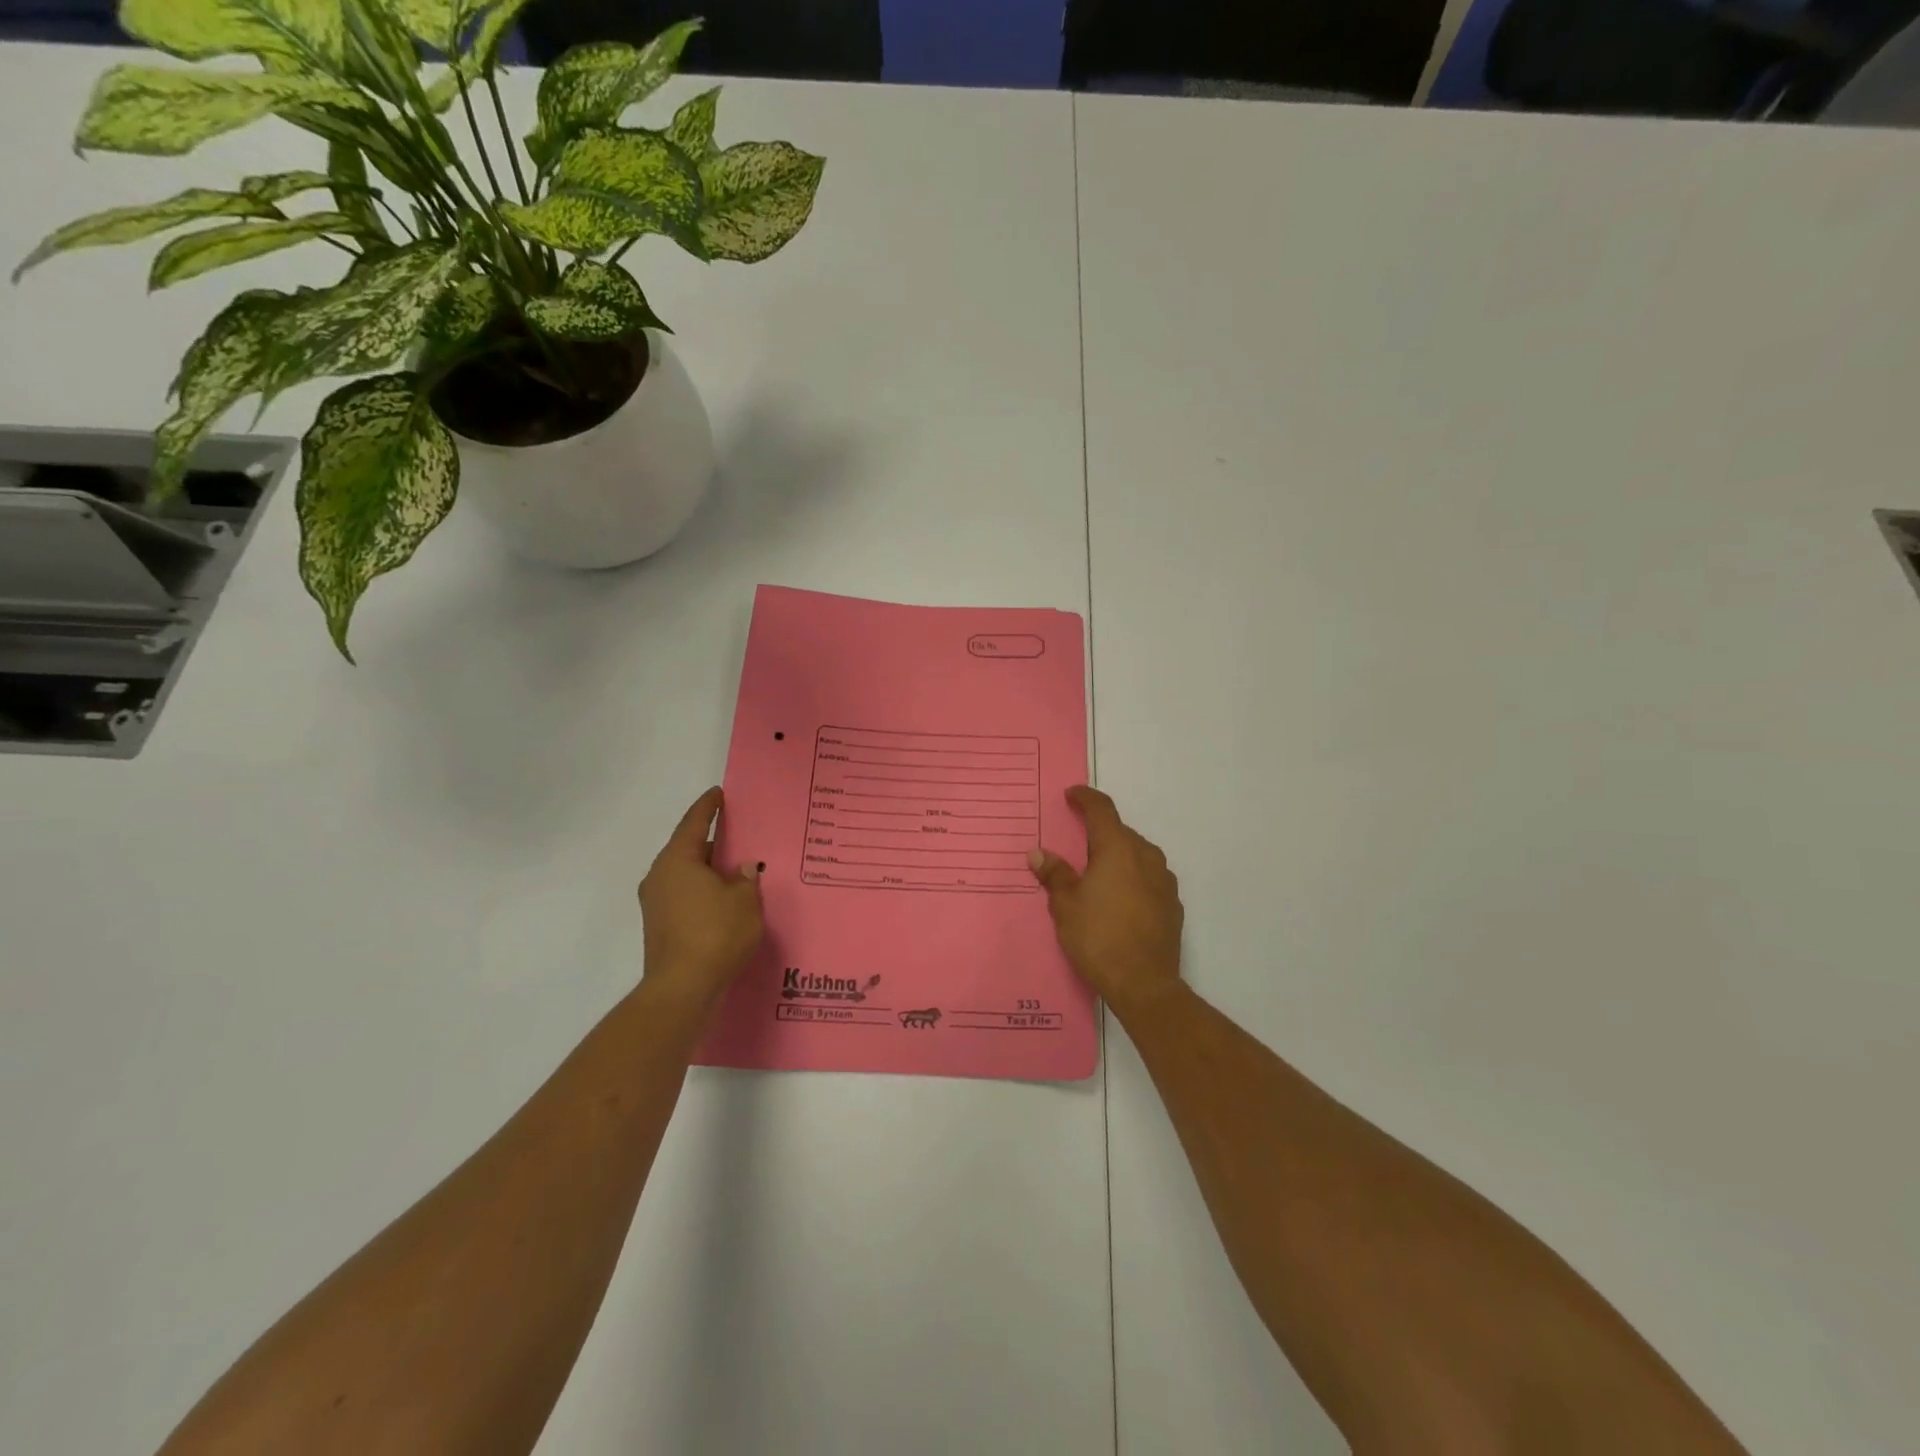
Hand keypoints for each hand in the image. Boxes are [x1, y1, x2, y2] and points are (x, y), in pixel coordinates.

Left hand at [638, 787, 763, 1006]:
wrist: (682, 989)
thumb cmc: (715, 933)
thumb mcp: (744, 899)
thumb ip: (746, 877)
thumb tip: (743, 867)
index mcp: (677, 860)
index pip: (694, 823)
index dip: (708, 807)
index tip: (718, 794)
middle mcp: (660, 876)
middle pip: (689, 849)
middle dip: (713, 841)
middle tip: (739, 832)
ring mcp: (656, 904)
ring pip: (687, 874)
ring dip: (709, 869)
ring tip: (738, 867)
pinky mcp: (661, 927)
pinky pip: (686, 895)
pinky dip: (705, 890)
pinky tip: (726, 898)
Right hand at [1029, 786, 1183, 1016]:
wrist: (1145, 984)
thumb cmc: (1098, 938)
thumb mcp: (1065, 906)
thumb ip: (1054, 874)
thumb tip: (1039, 853)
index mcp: (1118, 849)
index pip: (1102, 809)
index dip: (1085, 798)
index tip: (1071, 795)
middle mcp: (1146, 856)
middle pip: (1120, 832)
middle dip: (1098, 832)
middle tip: (1076, 844)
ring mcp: (1164, 880)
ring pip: (1137, 855)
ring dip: (1117, 856)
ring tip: (1096, 874)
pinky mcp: (1173, 904)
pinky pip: (1148, 877)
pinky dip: (1131, 878)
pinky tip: (1118, 899)